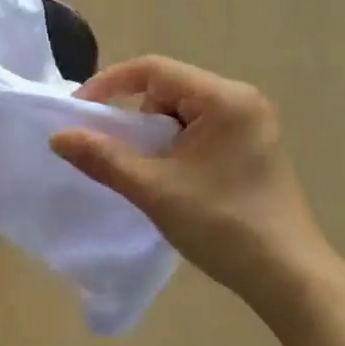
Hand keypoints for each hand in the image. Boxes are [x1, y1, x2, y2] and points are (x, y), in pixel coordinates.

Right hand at [51, 57, 332, 309]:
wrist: (286, 275)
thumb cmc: (221, 225)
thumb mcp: (154, 189)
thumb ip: (103, 158)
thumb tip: (58, 136)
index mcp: (224, 99)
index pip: (153, 70)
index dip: (108, 85)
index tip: (78, 113)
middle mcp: (241, 101)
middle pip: (168, 90)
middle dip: (134, 118)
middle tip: (113, 154)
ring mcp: (251, 125)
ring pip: (181, 113)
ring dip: (153, 137)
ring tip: (143, 174)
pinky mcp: (251, 148)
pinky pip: (199, 132)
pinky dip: (173, 148)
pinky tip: (169, 180)